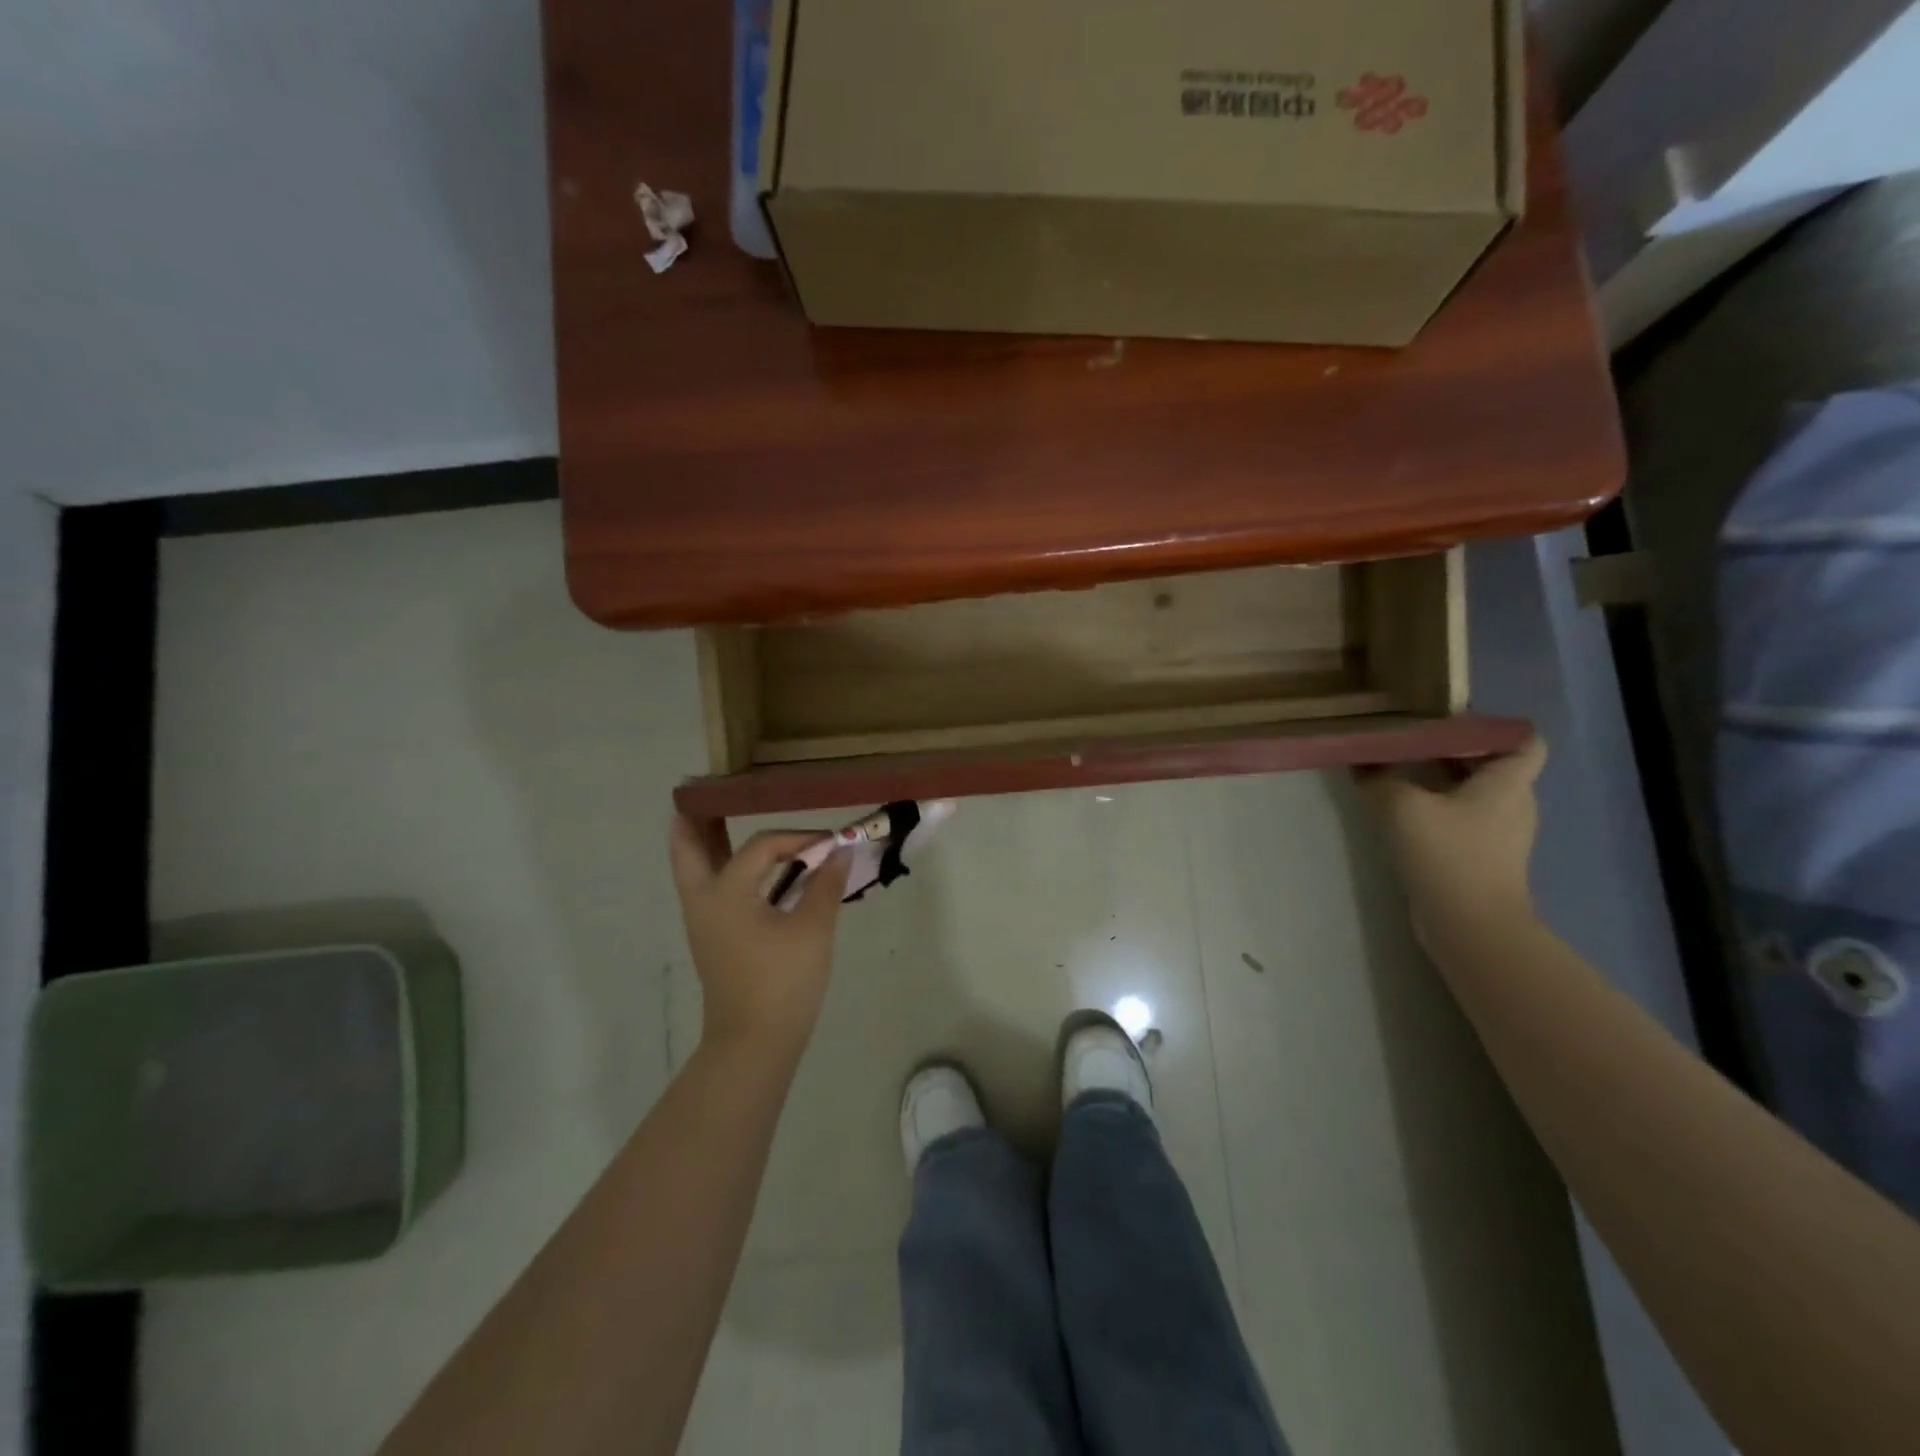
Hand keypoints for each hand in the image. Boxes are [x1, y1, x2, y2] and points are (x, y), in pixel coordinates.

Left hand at [668, 816, 851, 1055]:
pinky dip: (719, 868)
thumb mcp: (813, 929)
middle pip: (688, 848)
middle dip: (694, 820)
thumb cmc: (783, 982)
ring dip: (703, 843)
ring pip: (694, 870)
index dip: (797, 838)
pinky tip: (747, 869)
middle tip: (700, 793)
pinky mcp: (712, 939)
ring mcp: (703, 922)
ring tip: (714, 819)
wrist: (754, 1043)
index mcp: (725, 891)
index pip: (762, 846)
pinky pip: (708, 889)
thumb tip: (840, 850)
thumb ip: (826, 884)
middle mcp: (703, 900)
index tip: (829, 841)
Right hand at [1360, 735, 1546, 946]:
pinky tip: (1402, 811)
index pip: (1524, 740)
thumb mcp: (1400, 807)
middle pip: (1490, 762)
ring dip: (1440, 779)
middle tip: (1408, 739)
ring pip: (1472, 791)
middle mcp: (1513, 803)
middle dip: (1451, 748)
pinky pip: (1461, 817)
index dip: (1493, 726)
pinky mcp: (1481, 857)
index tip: (1449, 720)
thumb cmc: (1448, 855)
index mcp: (1508, 782)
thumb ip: (1378, 777)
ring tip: (1398, 770)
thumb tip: (1361, 761)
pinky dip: (1436, 807)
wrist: (1470, 926)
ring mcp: (1499, 833)